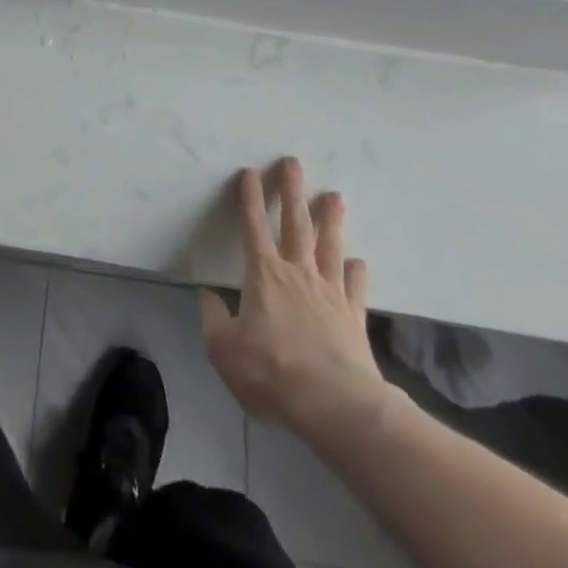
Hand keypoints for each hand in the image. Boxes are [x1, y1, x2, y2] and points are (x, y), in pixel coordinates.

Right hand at [199, 158, 393, 451]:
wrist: (336, 405)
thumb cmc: (272, 372)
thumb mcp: (224, 349)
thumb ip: (213, 318)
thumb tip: (208, 296)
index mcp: (263, 274)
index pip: (253, 225)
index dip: (249, 197)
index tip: (249, 171)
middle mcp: (297, 272)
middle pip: (295, 222)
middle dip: (292, 190)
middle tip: (293, 162)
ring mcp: (329, 292)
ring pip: (329, 245)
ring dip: (330, 219)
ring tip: (335, 196)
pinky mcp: (354, 316)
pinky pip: (355, 286)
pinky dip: (357, 272)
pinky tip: (359, 262)